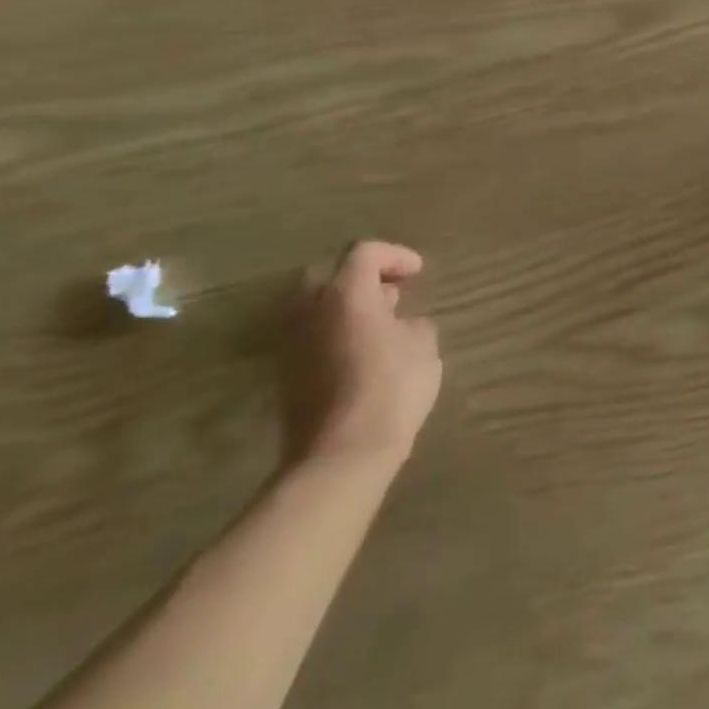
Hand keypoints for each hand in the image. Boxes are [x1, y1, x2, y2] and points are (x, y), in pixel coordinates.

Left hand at [281, 241, 442, 472]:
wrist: (340, 456)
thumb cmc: (391, 387)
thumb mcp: (423, 344)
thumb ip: (411, 322)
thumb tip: (398, 324)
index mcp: (345, 293)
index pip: (364, 252)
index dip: (394, 256)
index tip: (417, 273)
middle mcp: (310, 310)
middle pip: (328, 275)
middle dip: (360, 278)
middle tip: (390, 294)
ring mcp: (291, 344)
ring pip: (314, 308)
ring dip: (344, 308)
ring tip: (378, 326)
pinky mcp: (284, 377)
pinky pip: (309, 338)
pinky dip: (332, 335)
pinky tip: (360, 355)